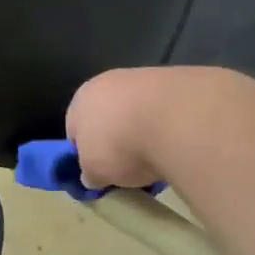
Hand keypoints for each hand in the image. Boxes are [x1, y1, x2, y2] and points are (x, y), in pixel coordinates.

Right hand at [66, 68, 179, 190]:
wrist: (176, 119)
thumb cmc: (120, 144)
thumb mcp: (95, 172)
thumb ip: (90, 173)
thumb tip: (92, 176)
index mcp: (80, 99)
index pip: (75, 129)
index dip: (86, 153)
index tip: (100, 172)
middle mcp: (108, 82)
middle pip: (108, 117)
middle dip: (117, 140)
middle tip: (129, 167)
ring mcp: (144, 78)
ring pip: (138, 112)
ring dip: (145, 132)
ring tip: (159, 158)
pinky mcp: (178, 81)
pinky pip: (166, 111)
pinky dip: (169, 126)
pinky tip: (179, 143)